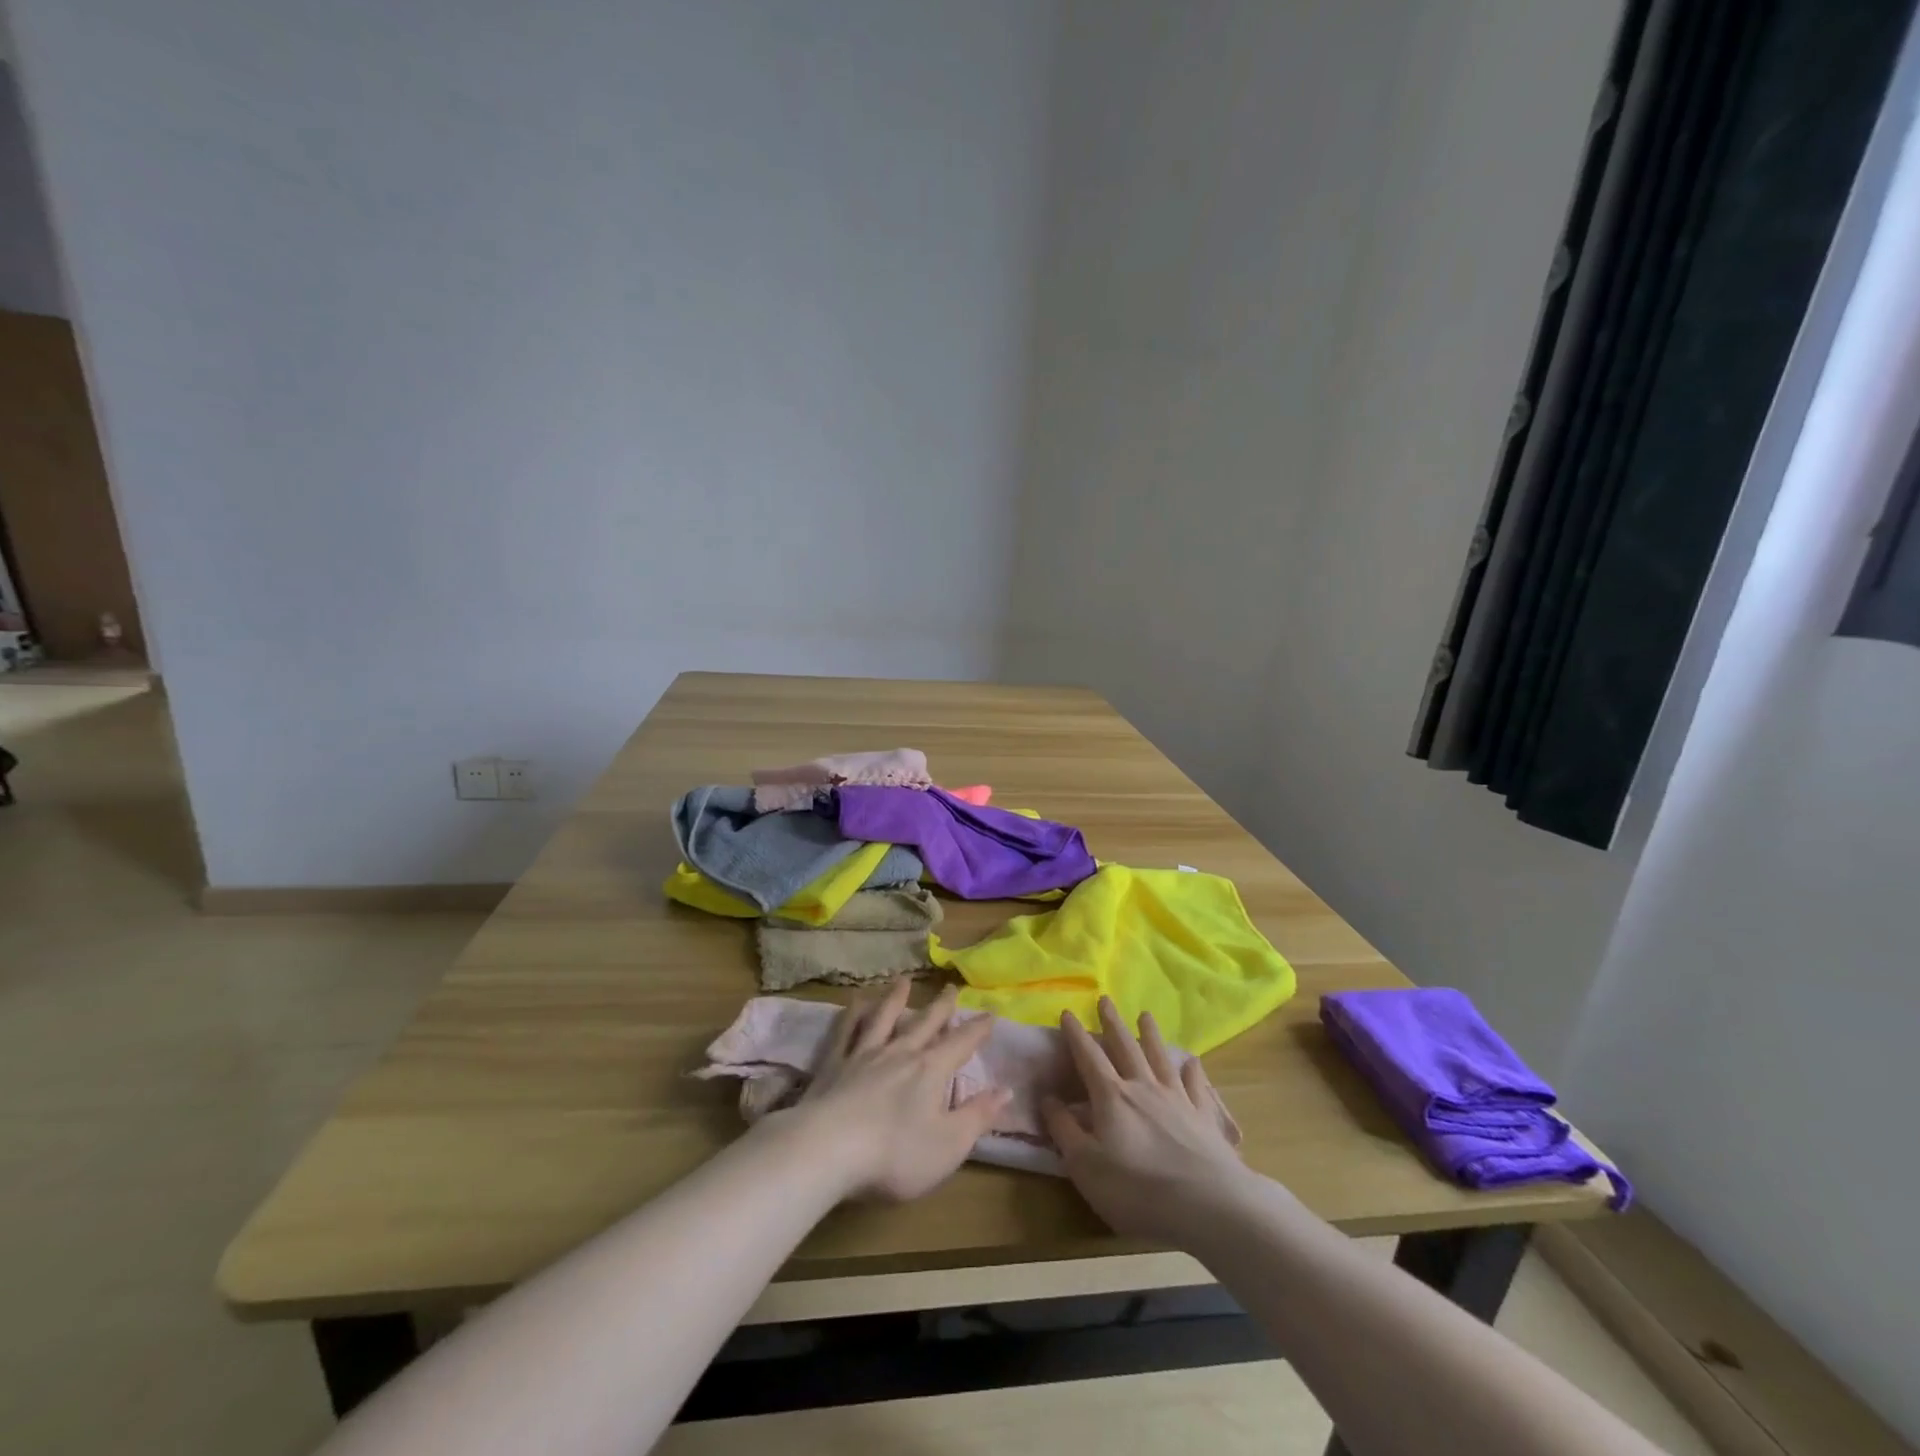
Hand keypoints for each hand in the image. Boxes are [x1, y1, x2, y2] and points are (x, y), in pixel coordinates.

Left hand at [770, 979, 1009, 1202]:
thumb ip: (978, 1116)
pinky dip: (853, 1014)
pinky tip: (855, 1001)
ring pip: (884, 1018)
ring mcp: (864, 1055)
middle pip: (925, 1023)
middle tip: (951, 987)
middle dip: (941, 1006)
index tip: (990, 1013)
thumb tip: (1006, 1089)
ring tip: (904, 980)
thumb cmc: (895, 1154)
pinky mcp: (834, 1064)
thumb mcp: (949, 1145)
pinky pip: (846, 1031)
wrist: (827, 1150)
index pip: (961, 1043)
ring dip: (897, 998)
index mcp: (930, 1071)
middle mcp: (900, 1053)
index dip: (977, 1029)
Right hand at [1042, 996, 1253, 1245]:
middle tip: (1105, 999)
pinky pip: (1196, 1086)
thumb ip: (1064, 1130)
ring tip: (1145, 1014)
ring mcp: (1177, 1099)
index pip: (1088, 1057)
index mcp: (1111, 1097)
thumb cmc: (1137, 1190)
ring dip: (1151, 1034)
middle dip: (1112, 1022)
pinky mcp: (1204, 1117)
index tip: (1067, 1012)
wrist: (1208, 1205)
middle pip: (1125, 1047)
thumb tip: (1048, 1098)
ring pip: (1160, 1057)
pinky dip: (1193, 1072)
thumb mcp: (1086, 1166)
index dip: (1076, 1035)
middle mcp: (1143, 1087)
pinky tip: (1193, 1062)